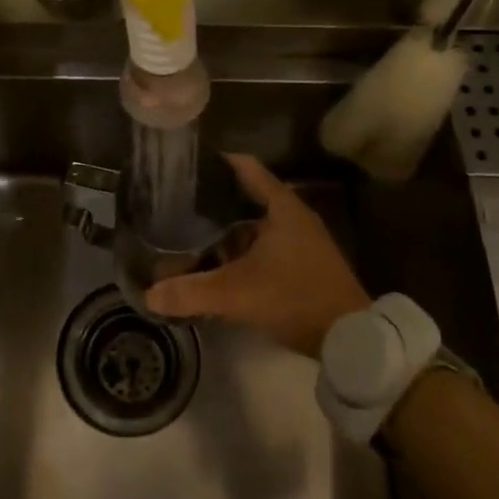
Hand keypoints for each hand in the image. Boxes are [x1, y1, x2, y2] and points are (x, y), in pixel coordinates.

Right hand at [144, 154, 369, 357]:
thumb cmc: (295, 297)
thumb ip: (192, 291)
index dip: (216, 162)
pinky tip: (218, 264)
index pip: (244, 167)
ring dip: (226, 231)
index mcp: (281, 206)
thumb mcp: (238, 294)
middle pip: (245, 197)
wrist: (350, 337)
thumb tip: (149, 295)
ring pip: (254, 226)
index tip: (187, 164)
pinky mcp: (303, 264)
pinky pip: (264, 246)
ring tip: (189, 234)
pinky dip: (241, 250)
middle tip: (177, 204)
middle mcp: (292, 215)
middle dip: (212, 202)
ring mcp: (301, 240)